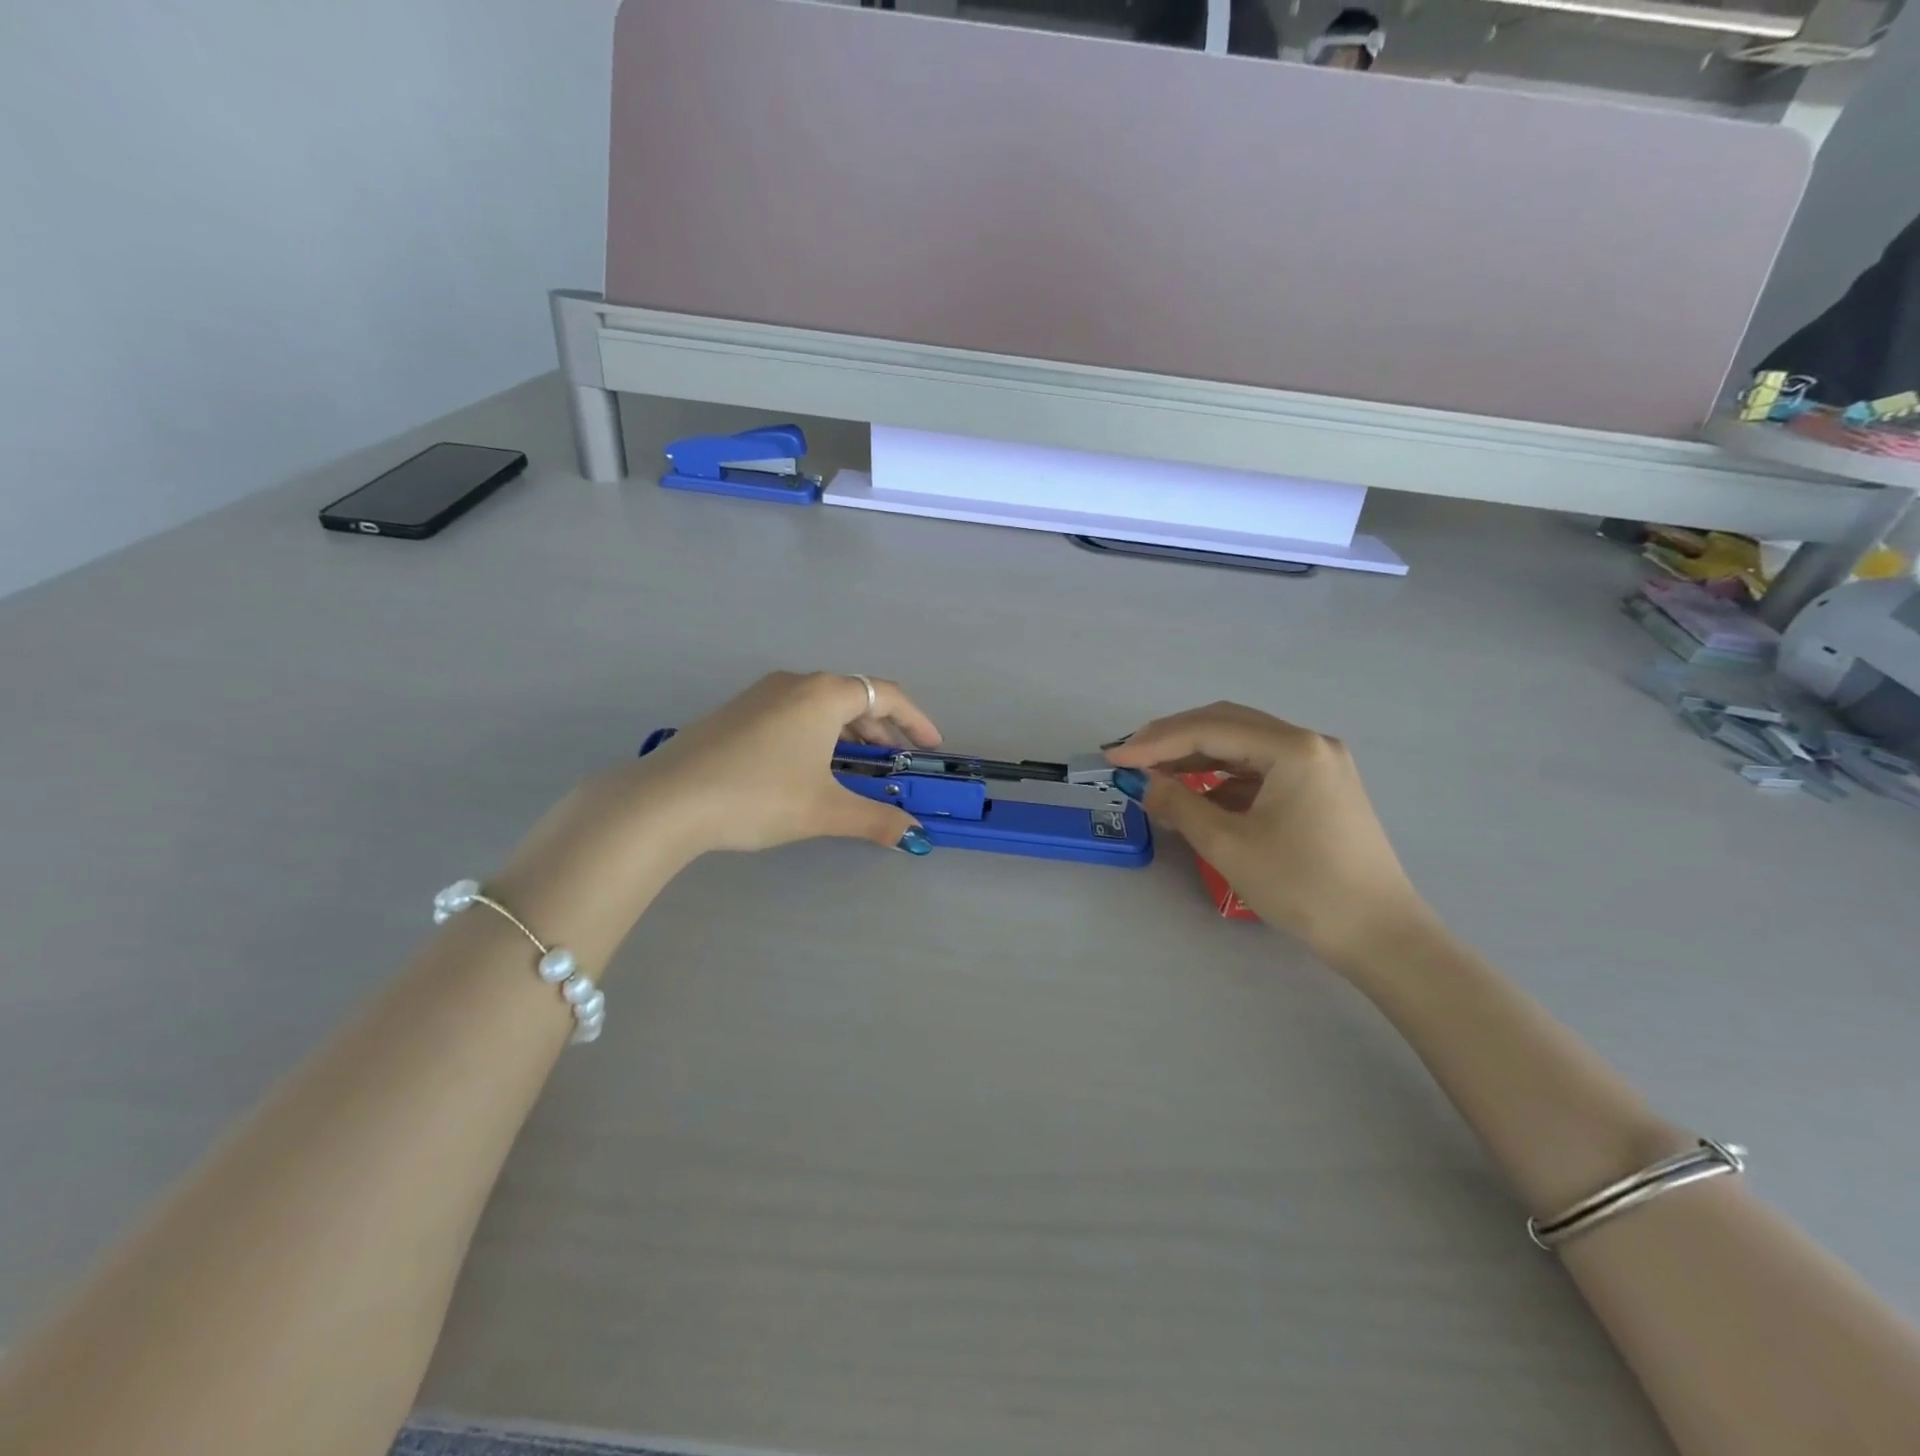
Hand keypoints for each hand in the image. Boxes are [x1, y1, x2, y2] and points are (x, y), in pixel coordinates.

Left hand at [632, 671, 943, 855]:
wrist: (667, 800)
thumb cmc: (758, 796)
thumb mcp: (824, 810)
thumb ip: (876, 819)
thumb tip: (914, 836)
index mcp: (823, 694)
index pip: (887, 694)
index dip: (916, 720)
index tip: (931, 746)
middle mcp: (794, 683)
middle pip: (853, 696)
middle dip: (882, 727)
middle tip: (896, 760)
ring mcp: (760, 695)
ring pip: (820, 704)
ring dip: (847, 731)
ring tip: (856, 766)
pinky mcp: (735, 712)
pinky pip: (792, 712)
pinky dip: (816, 733)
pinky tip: (808, 766)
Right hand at [1105, 703, 1430, 965]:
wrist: (1379, 934)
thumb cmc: (1303, 886)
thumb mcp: (1229, 845)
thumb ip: (1178, 804)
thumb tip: (1142, 783)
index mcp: (1292, 748)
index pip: (1209, 729)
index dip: (1155, 742)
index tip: (1114, 759)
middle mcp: (1309, 743)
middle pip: (1227, 724)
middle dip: (1173, 738)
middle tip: (1131, 757)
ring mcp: (1318, 763)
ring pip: (1243, 745)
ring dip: (1196, 756)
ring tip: (1155, 773)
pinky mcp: (1319, 787)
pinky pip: (1260, 768)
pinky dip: (1222, 776)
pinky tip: (1197, 793)